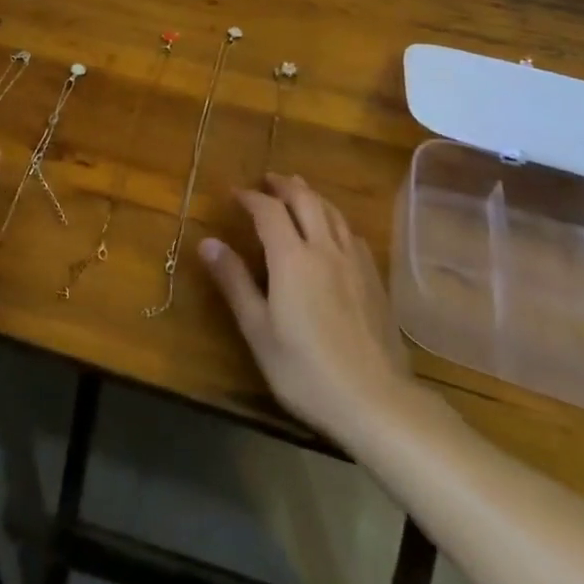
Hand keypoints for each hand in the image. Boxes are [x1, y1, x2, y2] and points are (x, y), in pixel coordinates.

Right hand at [200, 174, 420, 447]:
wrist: (377, 402)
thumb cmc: (306, 370)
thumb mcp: (258, 330)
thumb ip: (234, 282)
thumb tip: (207, 242)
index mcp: (292, 258)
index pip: (269, 210)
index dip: (251, 197)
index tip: (235, 193)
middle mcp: (324, 248)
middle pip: (305, 200)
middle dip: (284, 185)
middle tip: (267, 180)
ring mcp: (354, 262)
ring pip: (332, 212)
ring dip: (312, 195)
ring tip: (298, 191)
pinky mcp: (375, 280)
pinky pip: (351, 233)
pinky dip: (335, 219)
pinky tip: (334, 231)